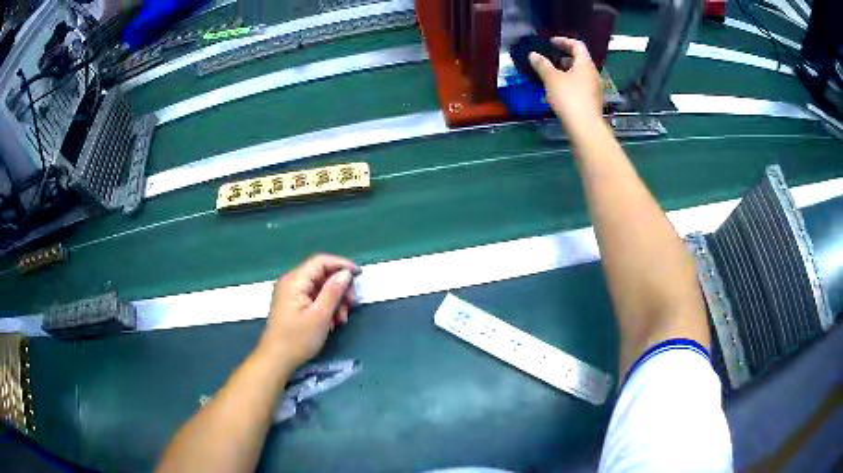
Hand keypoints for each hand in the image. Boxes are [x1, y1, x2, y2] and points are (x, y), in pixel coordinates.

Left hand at [258, 254, 359, 371]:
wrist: (276, 359)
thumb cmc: (298, 338)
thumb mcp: (320, 316)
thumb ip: (333, 292)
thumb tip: (346, 273)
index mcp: (295, 280)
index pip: (321, 261)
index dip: (342, 264)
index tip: (359, 275)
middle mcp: (292, 282)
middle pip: (321, 274)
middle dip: (340, 287)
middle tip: (352, 304)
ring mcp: (292, 294)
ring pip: (320, 287)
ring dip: (335, 300)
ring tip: (342, 318)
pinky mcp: (293, 305)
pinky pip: (314, 298)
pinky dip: (326, 306)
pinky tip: (333, 322)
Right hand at [529, 37, 603, 128]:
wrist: (585, 127)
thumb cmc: (569, 98)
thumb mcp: (551, 79)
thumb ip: (542, 65)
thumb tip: (533, 55)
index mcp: (585, 64)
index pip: (577, 45)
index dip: (563, 41)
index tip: (551, 42)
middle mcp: (593, 74)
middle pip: (580, 60)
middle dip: (565, 57)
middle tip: (551, 59)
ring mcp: (595, 89)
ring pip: (580, 74)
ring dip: (567, 71)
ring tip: (552, 75)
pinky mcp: (593, 102)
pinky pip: (581, 86)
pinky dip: (570, 83)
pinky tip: (559, 91)